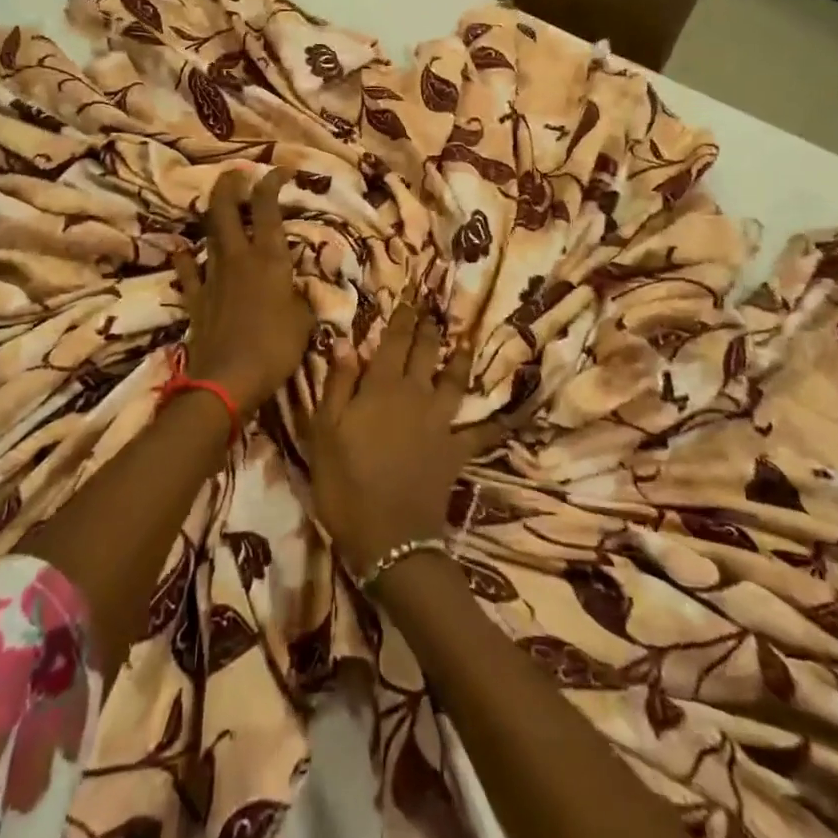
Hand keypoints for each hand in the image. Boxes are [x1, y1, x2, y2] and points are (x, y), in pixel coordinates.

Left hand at [175, 168, 313, 415]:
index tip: (279, 171)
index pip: (268, 209)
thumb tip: (300, 290)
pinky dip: (186, 259)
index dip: (272, 183)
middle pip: (226, 210)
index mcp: (269, 259)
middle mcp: (238, 258)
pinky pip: (188, 272)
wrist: (227, 379)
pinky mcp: (195, 299)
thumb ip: (302, 299)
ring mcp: (212, 276)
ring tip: (217, 203)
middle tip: (235, 173)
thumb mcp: (304, 322)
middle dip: (230, 186)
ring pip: (208, 234)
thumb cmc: (275, 347)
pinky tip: (182, 251)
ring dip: (212, 215)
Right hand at [306, 298, 521, 577]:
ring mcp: (440, 423)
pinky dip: (497, 422)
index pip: (392, 342)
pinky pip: (481, 432)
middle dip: (428, 330)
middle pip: (425, 354)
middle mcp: (415, 395)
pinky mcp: (456, 450)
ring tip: (465, 341)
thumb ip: (337, 384)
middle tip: (433, 311)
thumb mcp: (325, 431)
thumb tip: (346, 342)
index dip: (400, 319)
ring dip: (460, 359)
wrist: (388, 537)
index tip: (408, 299)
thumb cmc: (345, 482)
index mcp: (381, 387)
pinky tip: (512, 413)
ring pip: (454, 381)